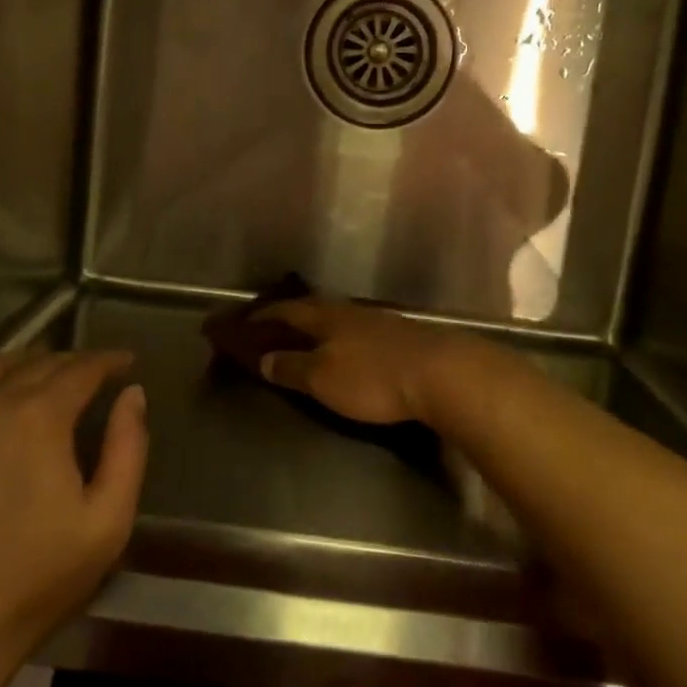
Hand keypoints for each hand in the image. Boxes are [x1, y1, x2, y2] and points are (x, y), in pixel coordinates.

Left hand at [0, 348, 146, 673]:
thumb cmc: (34, 581)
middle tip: (88, 372)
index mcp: (39, 417)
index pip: (81, 369)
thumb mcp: (107, 521)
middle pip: (36, 364)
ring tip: (37, 373)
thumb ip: (128, 448)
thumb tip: (132, 394)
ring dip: (20, 363)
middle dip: (69, 362)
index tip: (124, 362)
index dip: (107, 360)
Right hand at [253, 300, 499, 424]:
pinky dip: (344, 338)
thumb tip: (264, 358)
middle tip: (274, 328)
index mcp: (326, 316)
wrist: (440, 373)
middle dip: (292, 317)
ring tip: (308, 338)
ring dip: (319, 327)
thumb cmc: (372, 377)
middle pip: (314, 309)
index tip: (246, 321)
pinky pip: (360, 331)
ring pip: (339, 318)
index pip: (287, 309)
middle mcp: (350, 310)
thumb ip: (292, 367)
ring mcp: (378, 321)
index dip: (265, 315)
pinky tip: (349, 348)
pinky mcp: (402, 336)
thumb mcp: (322, 378)